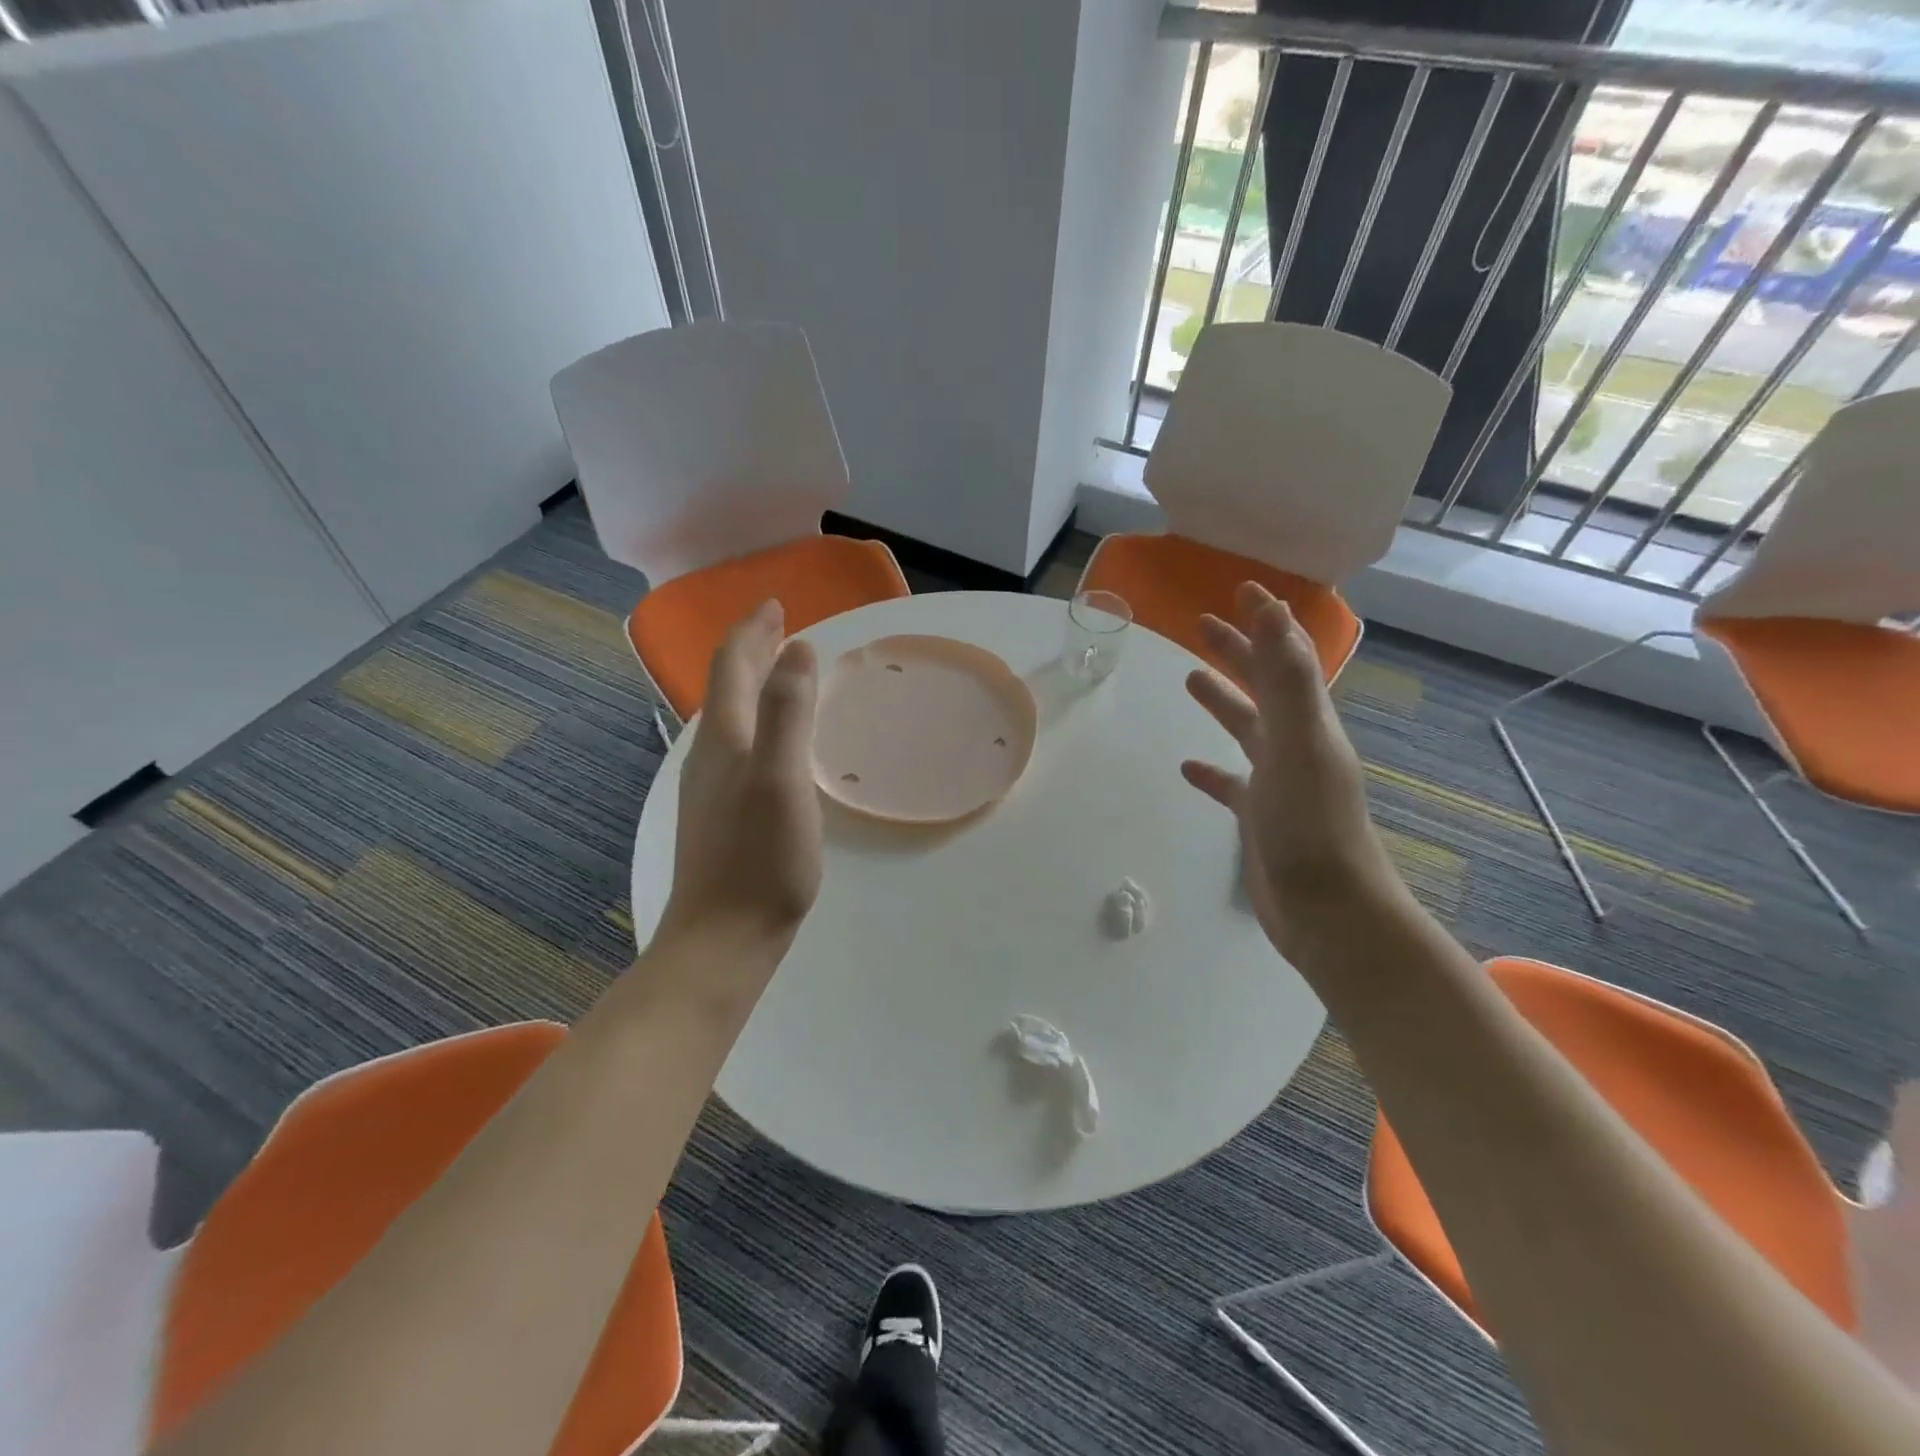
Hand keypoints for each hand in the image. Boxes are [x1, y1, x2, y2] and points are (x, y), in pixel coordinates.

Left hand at [653, 601, 822, 968]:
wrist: (723, 937)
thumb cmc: (759, 858)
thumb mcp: (781, 777)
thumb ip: (786, 711)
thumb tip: (796, 649)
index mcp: (725, 738)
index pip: (730, 666)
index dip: (751, 630)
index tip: (775, 604)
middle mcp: (711, 754)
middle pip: (726, 687)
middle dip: (751, 650)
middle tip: (780, 627)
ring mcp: (713, 787)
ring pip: (731, 716)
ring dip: (753, 683)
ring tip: (779, 670)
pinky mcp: (723, 814)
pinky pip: (740, 744)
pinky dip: (759, 719)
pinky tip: (774, 740)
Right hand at [1180, 583, 1404, 959]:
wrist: (1329, 912)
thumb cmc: (1311, 826)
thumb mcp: (1298, 743)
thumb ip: (1285, 677)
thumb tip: (1271, 608)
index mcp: (1307, 723)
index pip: (1287, 657)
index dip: (1266, 622)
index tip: (1240, 589)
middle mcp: (1296, 745)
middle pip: (1264, 686)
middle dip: (1236, 652)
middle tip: (1201, 623)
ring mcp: (1278, 783)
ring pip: (1246, 729)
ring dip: (1223, 700)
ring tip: (1189, 678)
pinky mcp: (1259, 818)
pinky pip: (1230, 783)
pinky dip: (1210, 770)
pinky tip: (1188, 766)